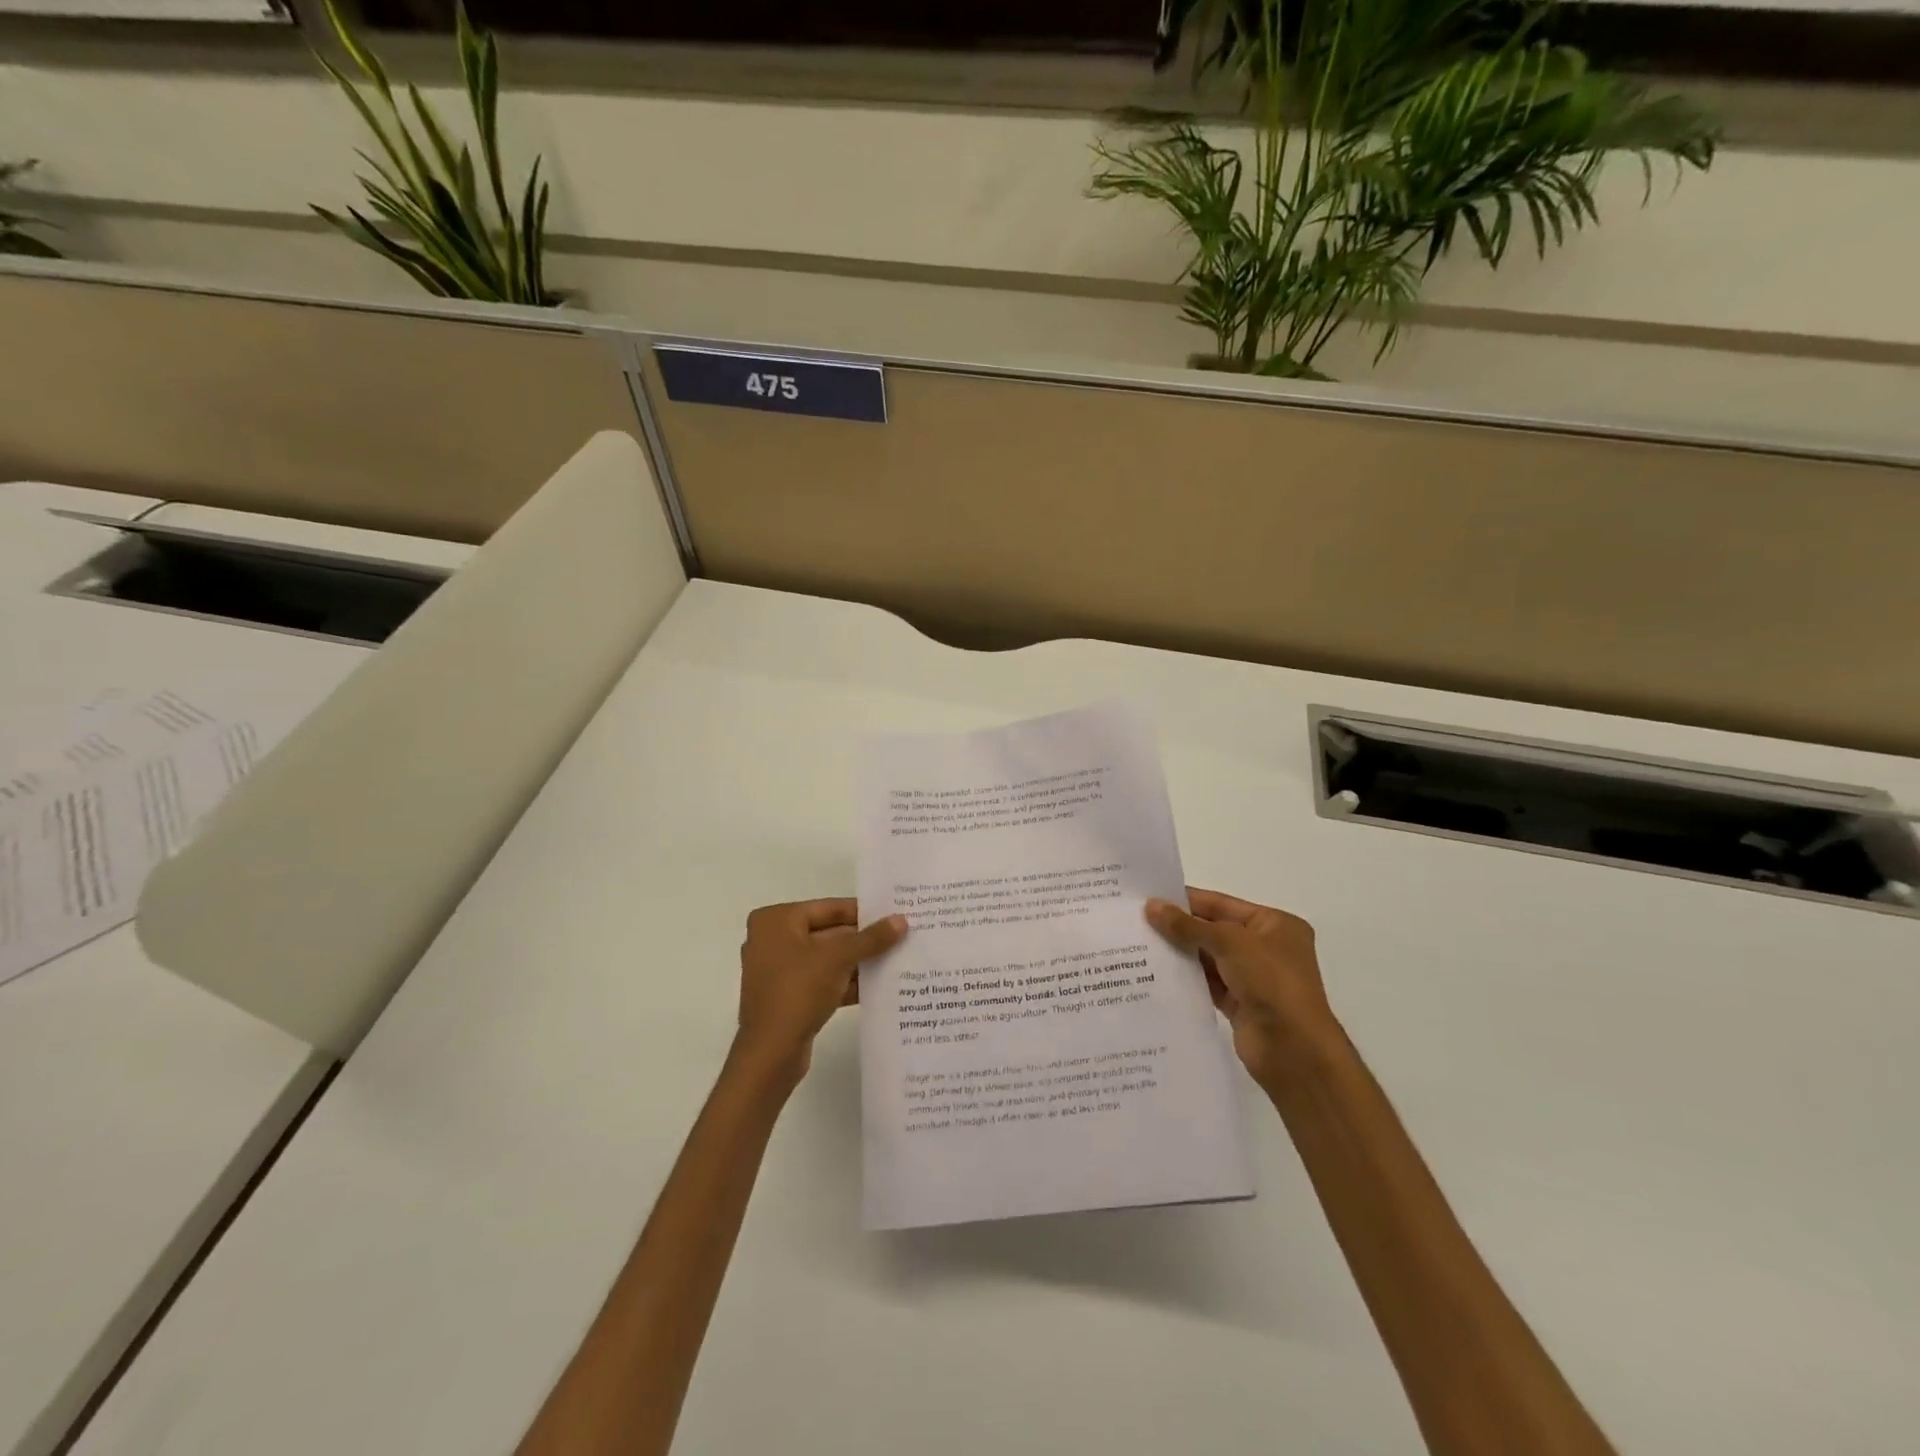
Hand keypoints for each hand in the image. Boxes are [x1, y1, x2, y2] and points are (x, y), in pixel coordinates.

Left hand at [734, 899, 906, 1081]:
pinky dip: (846, 982)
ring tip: (897, 960)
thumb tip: (902, 920)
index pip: (829, 908)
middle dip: (863, 939)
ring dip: (858, 962)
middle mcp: (772, 940)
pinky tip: (878, 986)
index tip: (894, 915)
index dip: (863, 912)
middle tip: (901, 937)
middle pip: (828, 932)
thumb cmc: (798, 991)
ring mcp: (778, 971)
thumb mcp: (839, 958)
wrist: (771, 1054)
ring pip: (827, 959)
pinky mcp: (787, 997)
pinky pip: (822, 981)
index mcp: (776, 920)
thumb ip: (871, 938)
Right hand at [1145, 888, 1340, 1088]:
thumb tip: (1151, 906)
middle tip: (1137, 920)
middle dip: (1180, 927)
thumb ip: (1187, 925)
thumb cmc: (1271, 981)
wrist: (1293, 1049)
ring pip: (1209, 958)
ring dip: (1180, 953)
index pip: (1222, 904)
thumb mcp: (1229, 942)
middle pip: (1214, 930)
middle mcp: (1266, 948)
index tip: (1149, 897)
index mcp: (1274, 924)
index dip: (1186, 900)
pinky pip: (1207, 983)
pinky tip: (1157, 973)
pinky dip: (1187, 978)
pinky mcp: (1240, 1004)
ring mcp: (1253, 978)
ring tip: (1139, 944)